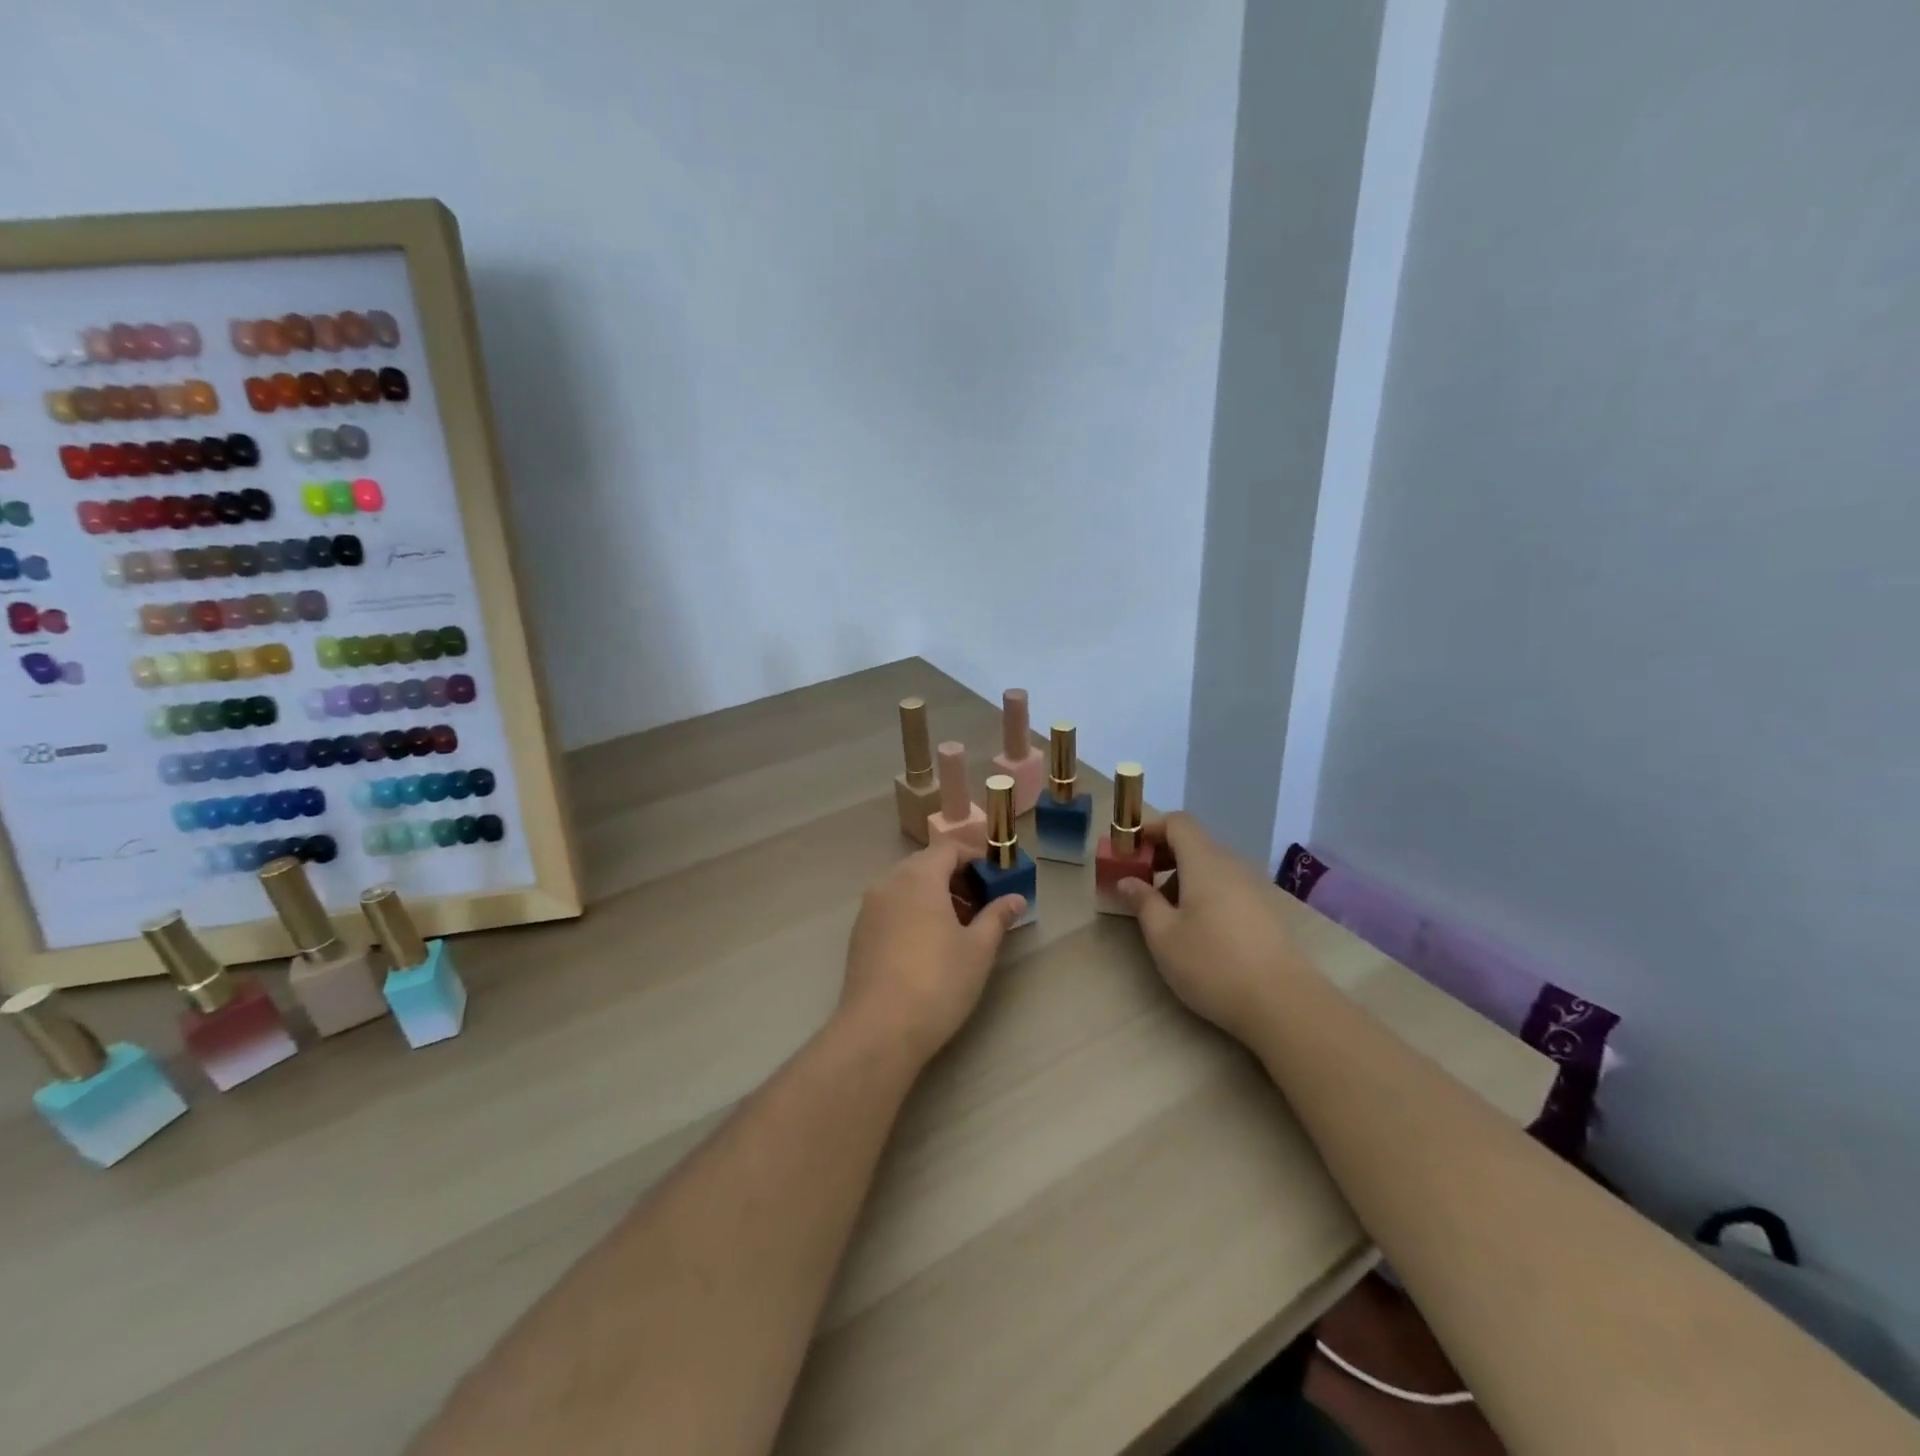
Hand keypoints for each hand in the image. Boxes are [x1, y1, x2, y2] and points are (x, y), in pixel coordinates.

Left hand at [839, 840, 1026, 1067]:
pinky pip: (891, 908)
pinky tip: (928, 944)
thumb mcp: (978, 949)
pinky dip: (913, 911)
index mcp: (918, 877)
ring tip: (958, 927)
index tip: (995, 878)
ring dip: (934, 895)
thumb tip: (1015, 898)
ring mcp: (869, 909)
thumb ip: (997, 917)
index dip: (974, 858)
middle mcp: (889, 883)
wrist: (879, 1030)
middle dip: (955, 877)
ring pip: (906, 887)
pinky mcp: (859, 934)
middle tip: (981, 903)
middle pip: (925, 865)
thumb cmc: (937, 981)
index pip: (948, 848)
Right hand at [1115, 812, 1309, 1044]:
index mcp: (1204, 862)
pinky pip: (1227, 886)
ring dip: (1183, 877)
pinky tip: (1199, 929)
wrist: (1283, 1003)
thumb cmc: (1212, 964)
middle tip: (1141, 883)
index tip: (1130, 853)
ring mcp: (1253, 887)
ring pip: (1211, 866)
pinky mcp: (1266, 910)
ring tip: (1167, 913)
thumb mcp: (1163, 935)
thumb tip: (1127, 881)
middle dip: (1163, 856)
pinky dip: (1205, 893)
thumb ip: (1143, 902)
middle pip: (1195, 843)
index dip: (1150, 829)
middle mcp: (1232, 865)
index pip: (1178, 822)